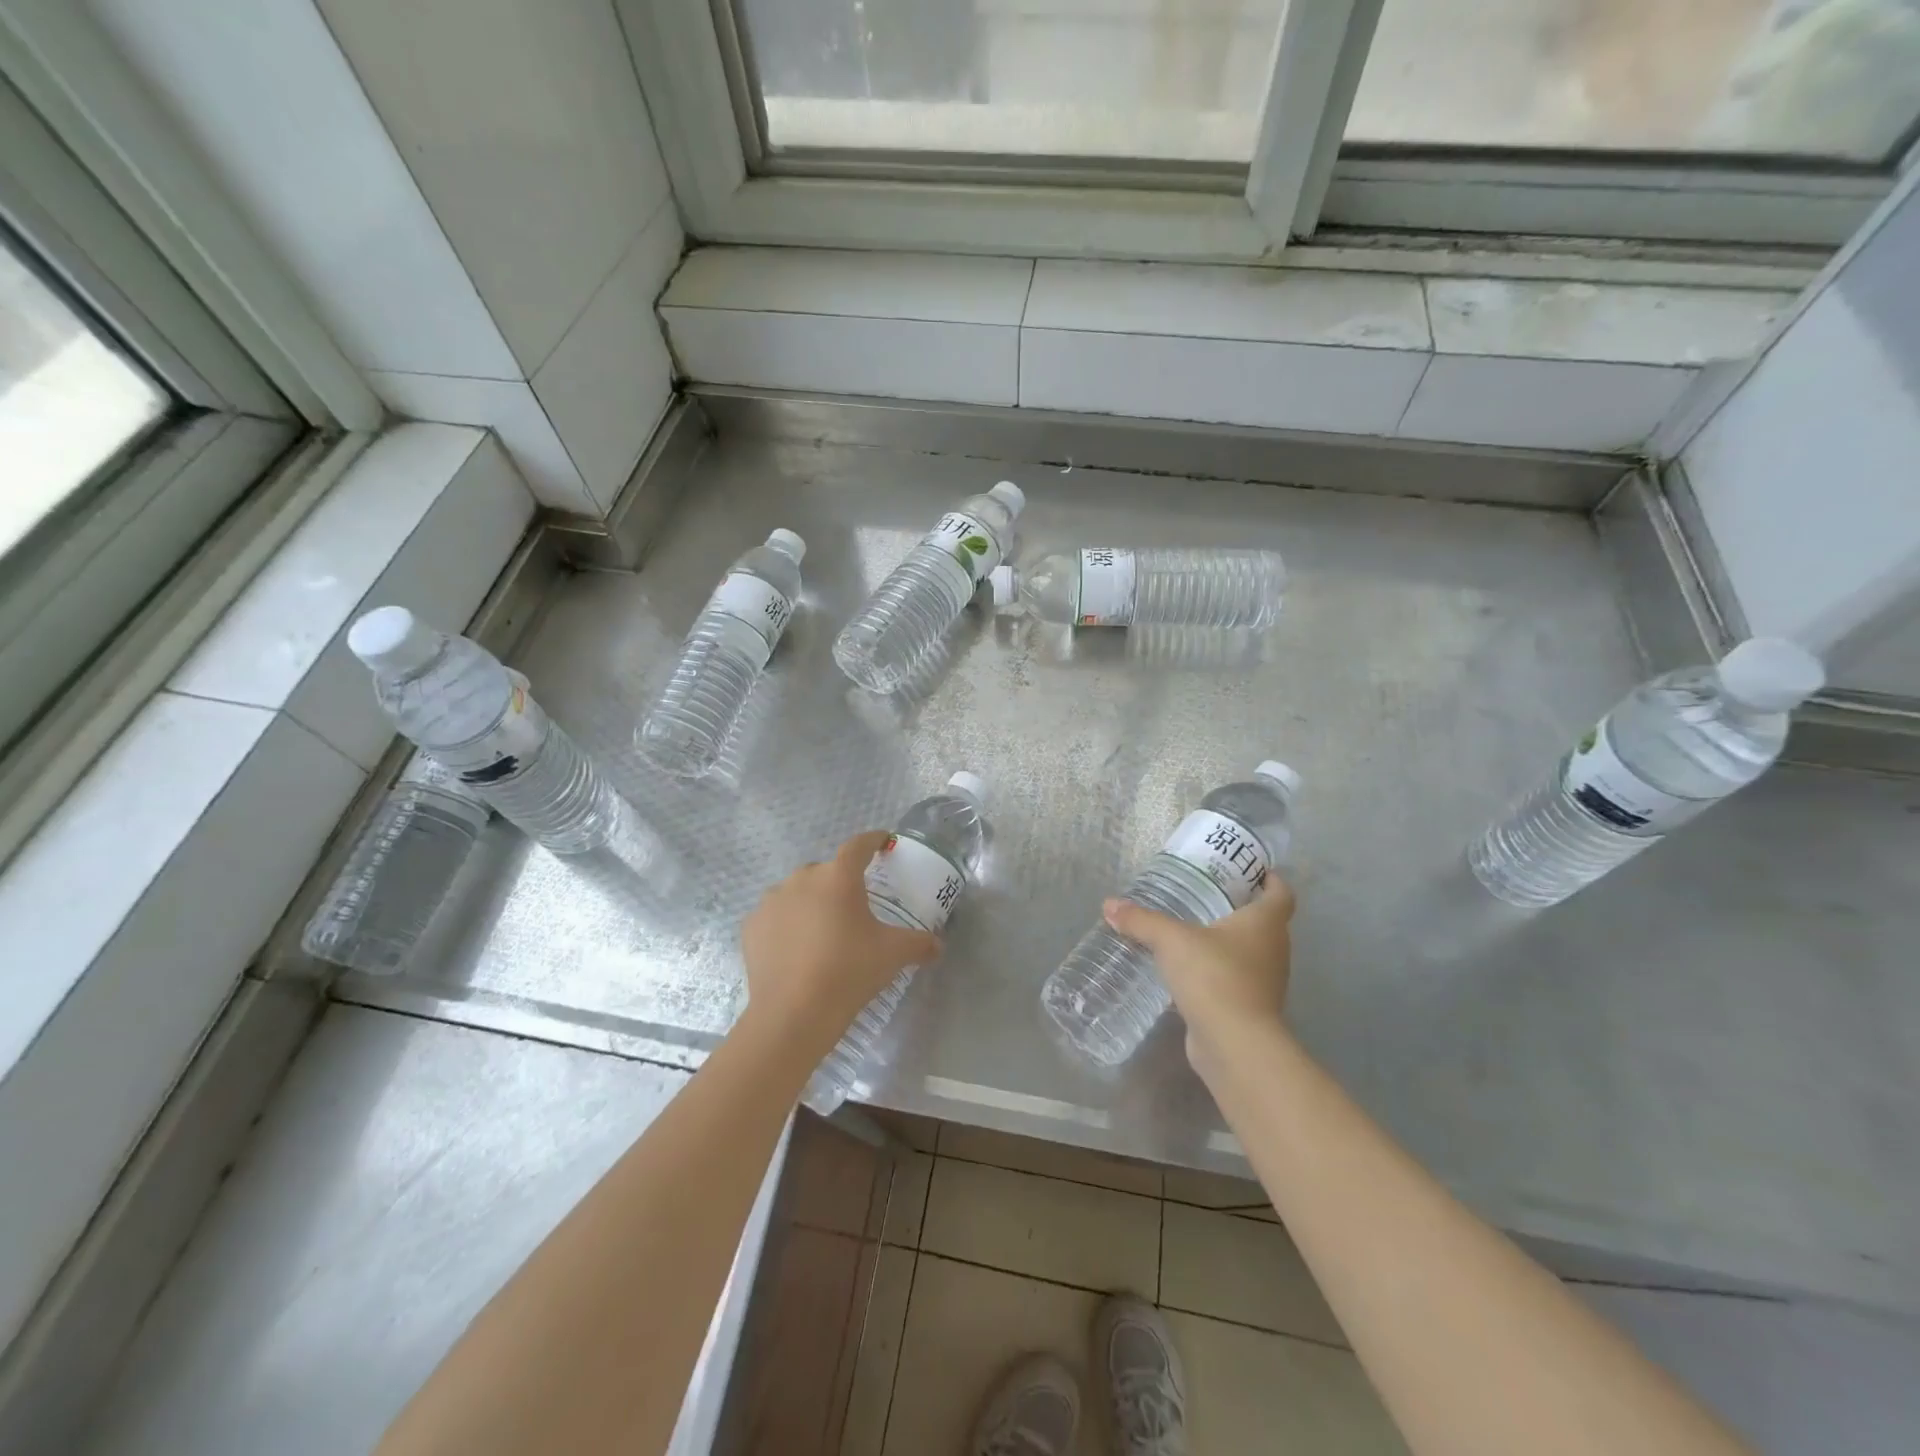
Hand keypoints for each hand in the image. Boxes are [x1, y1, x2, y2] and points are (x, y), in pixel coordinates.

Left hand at [742, 830, 941, 1050]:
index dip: (873, 840)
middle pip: (827, 871)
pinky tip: (796, 950)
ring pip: (798, 892)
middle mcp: (802, 878)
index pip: (859, 845)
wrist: (793, 1014)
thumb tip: (938, 946)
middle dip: (841, 882)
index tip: (883, 842)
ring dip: (811, 903)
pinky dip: (787, 925)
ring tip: (823, 933)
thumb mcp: (893, 955)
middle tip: (855, 907)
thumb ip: (919, 944)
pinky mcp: (751, 926)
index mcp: (839, 877)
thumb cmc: (849, 972)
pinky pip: (776, 916)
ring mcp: (772, 901)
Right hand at [1102, 879, 1295, 1070]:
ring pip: (1250, 952)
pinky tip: (1188, 970)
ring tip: (1192, 930)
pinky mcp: (1249, 1008)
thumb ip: (1142, 920)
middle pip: (1266, 922)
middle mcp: (1273, 950)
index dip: (1270, 879)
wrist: (1234, 1044)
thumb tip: (1110, 904)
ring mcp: (1265, 982)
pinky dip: (1217, 971)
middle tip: (1207, 894)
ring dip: (1228, 942)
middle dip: (1241, 908)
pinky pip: (1235, 979)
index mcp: (1266, 924)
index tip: (1250, 870)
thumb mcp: (1171, 940)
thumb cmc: (1214, 976)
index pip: (1281, 893)